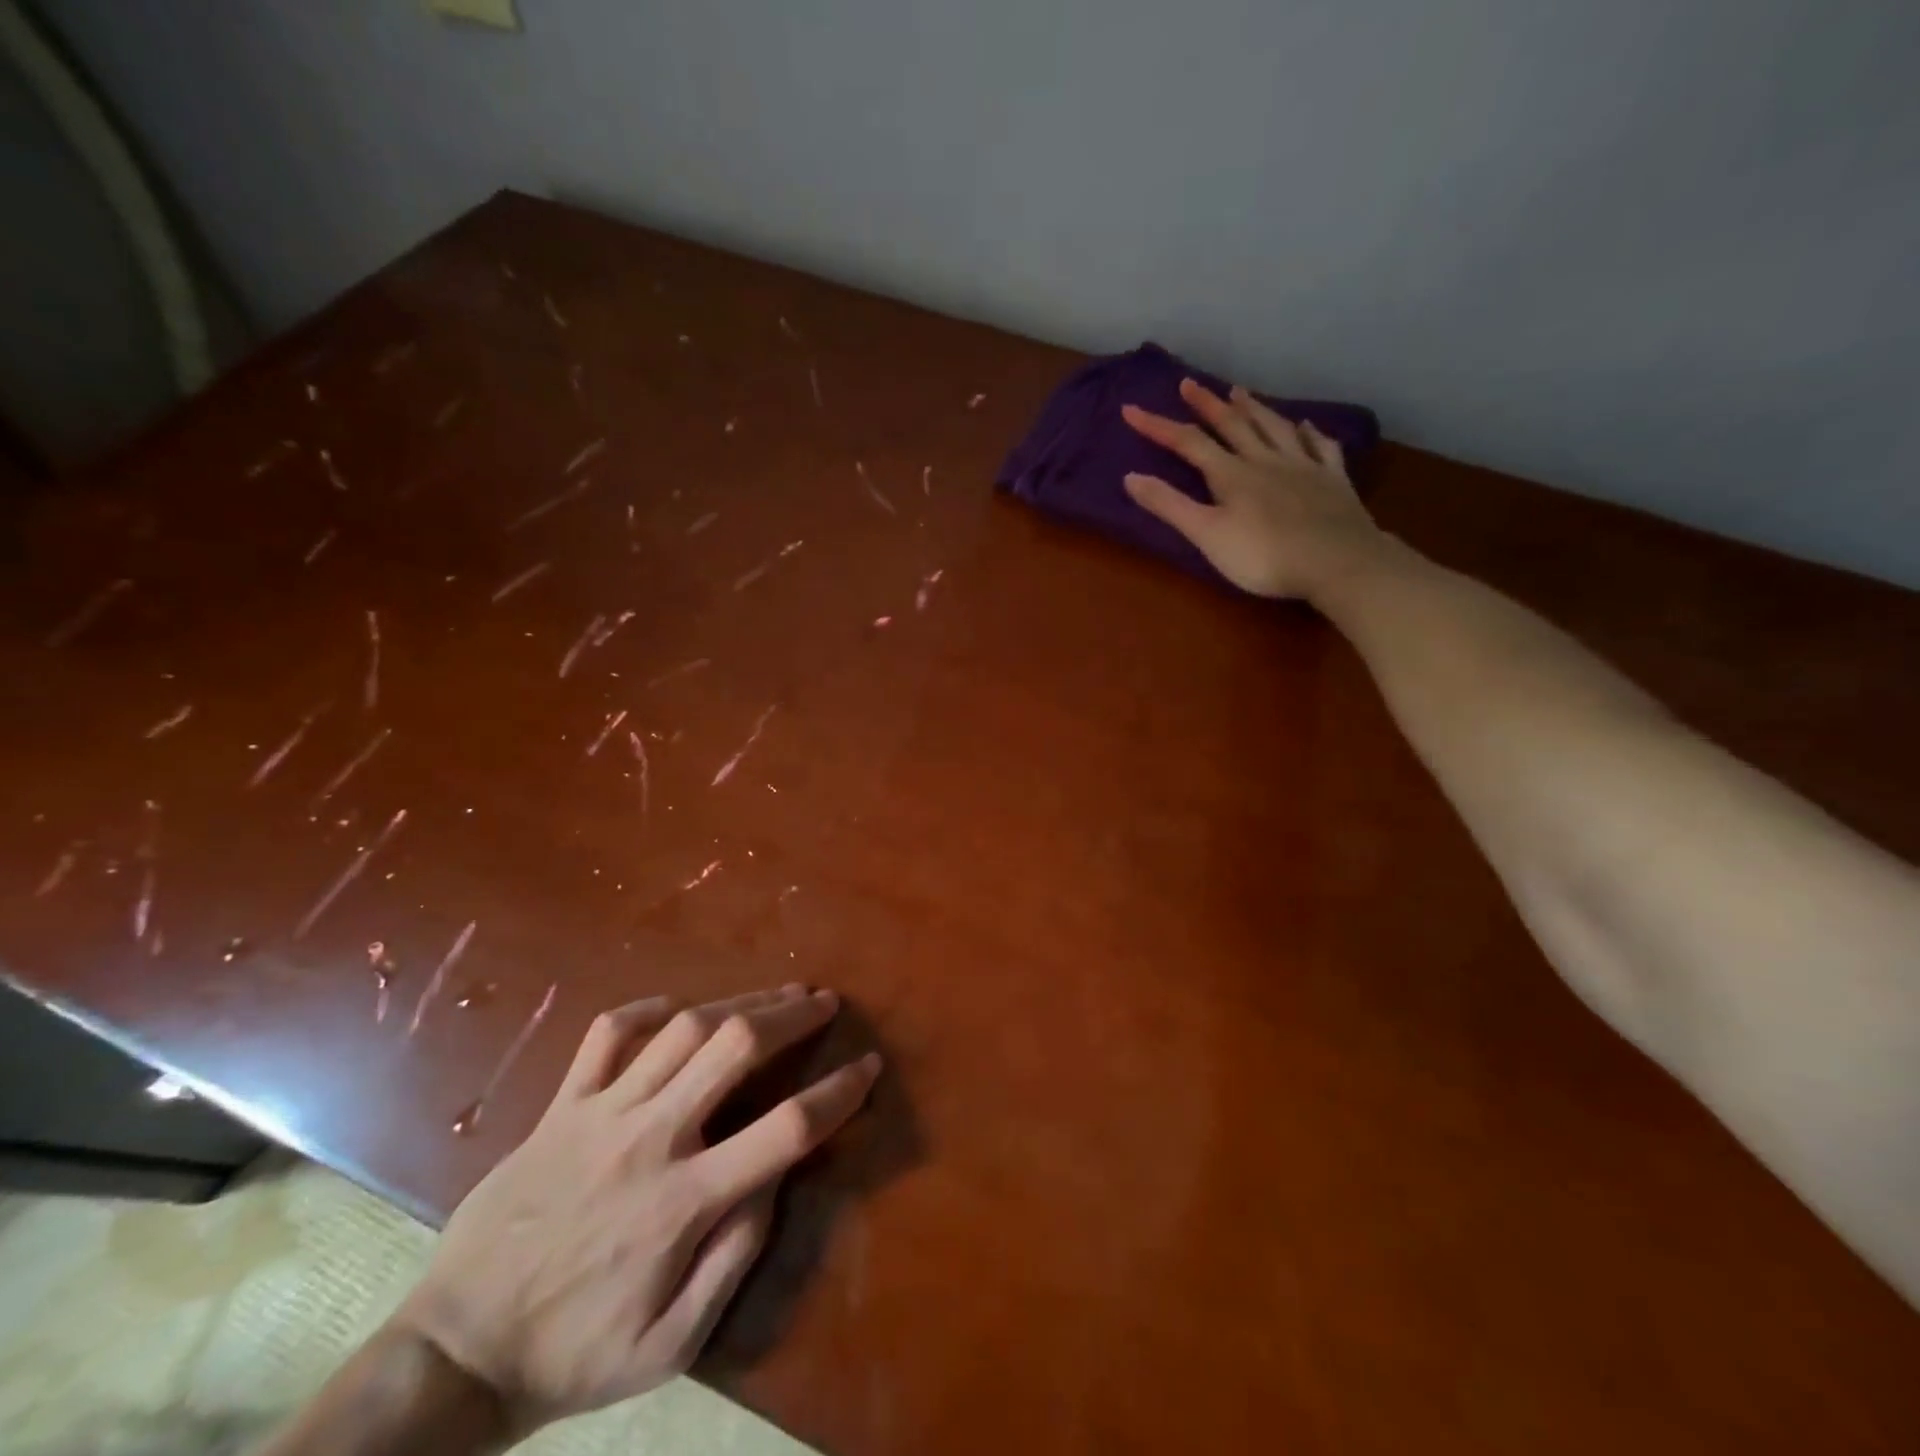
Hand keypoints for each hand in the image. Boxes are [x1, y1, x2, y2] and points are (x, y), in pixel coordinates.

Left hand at [392, 985, 879, 1434]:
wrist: (454, 1355)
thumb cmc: (574, 1356)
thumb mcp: (670, 1343)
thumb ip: (735, 1258)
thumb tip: (776, 1178)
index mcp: (683, 1201)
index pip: (784, 1128)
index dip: (837, 1093)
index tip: (867, 1067)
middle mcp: (650, 1138)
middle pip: (735, 1045)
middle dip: (790, 1015)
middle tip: (823, 1001)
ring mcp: (600, 1112)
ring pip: (682, 1027)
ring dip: (739, 1001)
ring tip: (774, 993)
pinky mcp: (560, 1105)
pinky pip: (607, 1033)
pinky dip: (646, 1009)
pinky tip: (675, 1009)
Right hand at [1122, 378, 1384, 600]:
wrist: (1337, 562)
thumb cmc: (1263, 556)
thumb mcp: (1206, 535)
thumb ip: (1169, 506)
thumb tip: (1130, 477)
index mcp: (1231, 474)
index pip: (1188, 443)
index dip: (1158, 426)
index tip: (1131, 409)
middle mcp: (1265, 460)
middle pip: (1232, 425)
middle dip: (1207, 405)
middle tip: (1190, 384)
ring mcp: (1303, 466)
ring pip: (1274, 428)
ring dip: (1254, 409)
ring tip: (1239, 392)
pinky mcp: (1333, 480)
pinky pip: (1320, 447)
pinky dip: (1309, 433)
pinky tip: (1305, 425)